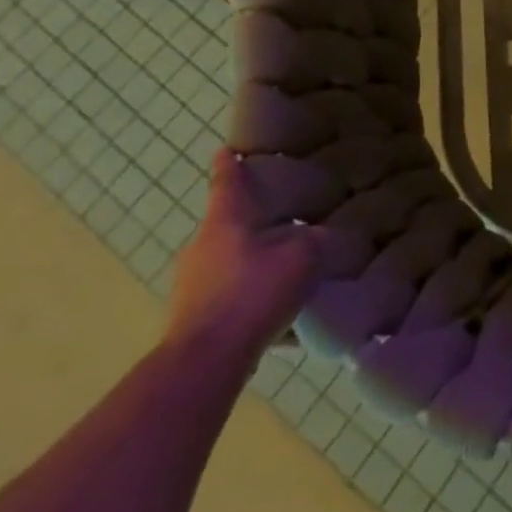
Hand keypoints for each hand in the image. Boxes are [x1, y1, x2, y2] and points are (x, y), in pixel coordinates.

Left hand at [163, 151, 326, 372]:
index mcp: (224, 221)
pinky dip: (245, 289)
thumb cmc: (253, 293)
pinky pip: (225, 290)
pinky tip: (270, 305)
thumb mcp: (302, 257)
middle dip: (250, 219)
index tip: (226, 150)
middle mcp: (200, 245)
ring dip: (250, 257)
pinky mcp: (192, 314)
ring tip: (281, 266)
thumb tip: (321, 233)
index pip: (226, 182)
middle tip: (279, 217)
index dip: (228, 164)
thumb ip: (316, 239)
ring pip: (226, 257)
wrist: (205, 361)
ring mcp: (191, 282)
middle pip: (226, 222)